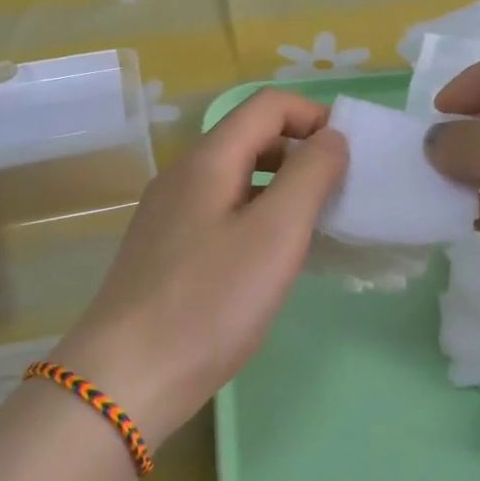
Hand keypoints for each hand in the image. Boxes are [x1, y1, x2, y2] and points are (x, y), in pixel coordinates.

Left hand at [51, 90, 347, 445]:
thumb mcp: (275, 233)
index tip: (350, 156)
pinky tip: (272, 259)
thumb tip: (331, 137)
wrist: (129, 375)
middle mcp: (183, 176)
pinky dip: (257, 218)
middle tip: (339, 195)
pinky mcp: (166, 251)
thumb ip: (310, 175)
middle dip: (301, 153)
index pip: (268, 105)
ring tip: (315, 228)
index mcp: (208, 159)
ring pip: (236, 179)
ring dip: (282, 189)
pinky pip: (221, 213)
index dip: (314, 116)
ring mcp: (169, 214)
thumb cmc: (211, 301)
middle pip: (250, 138)